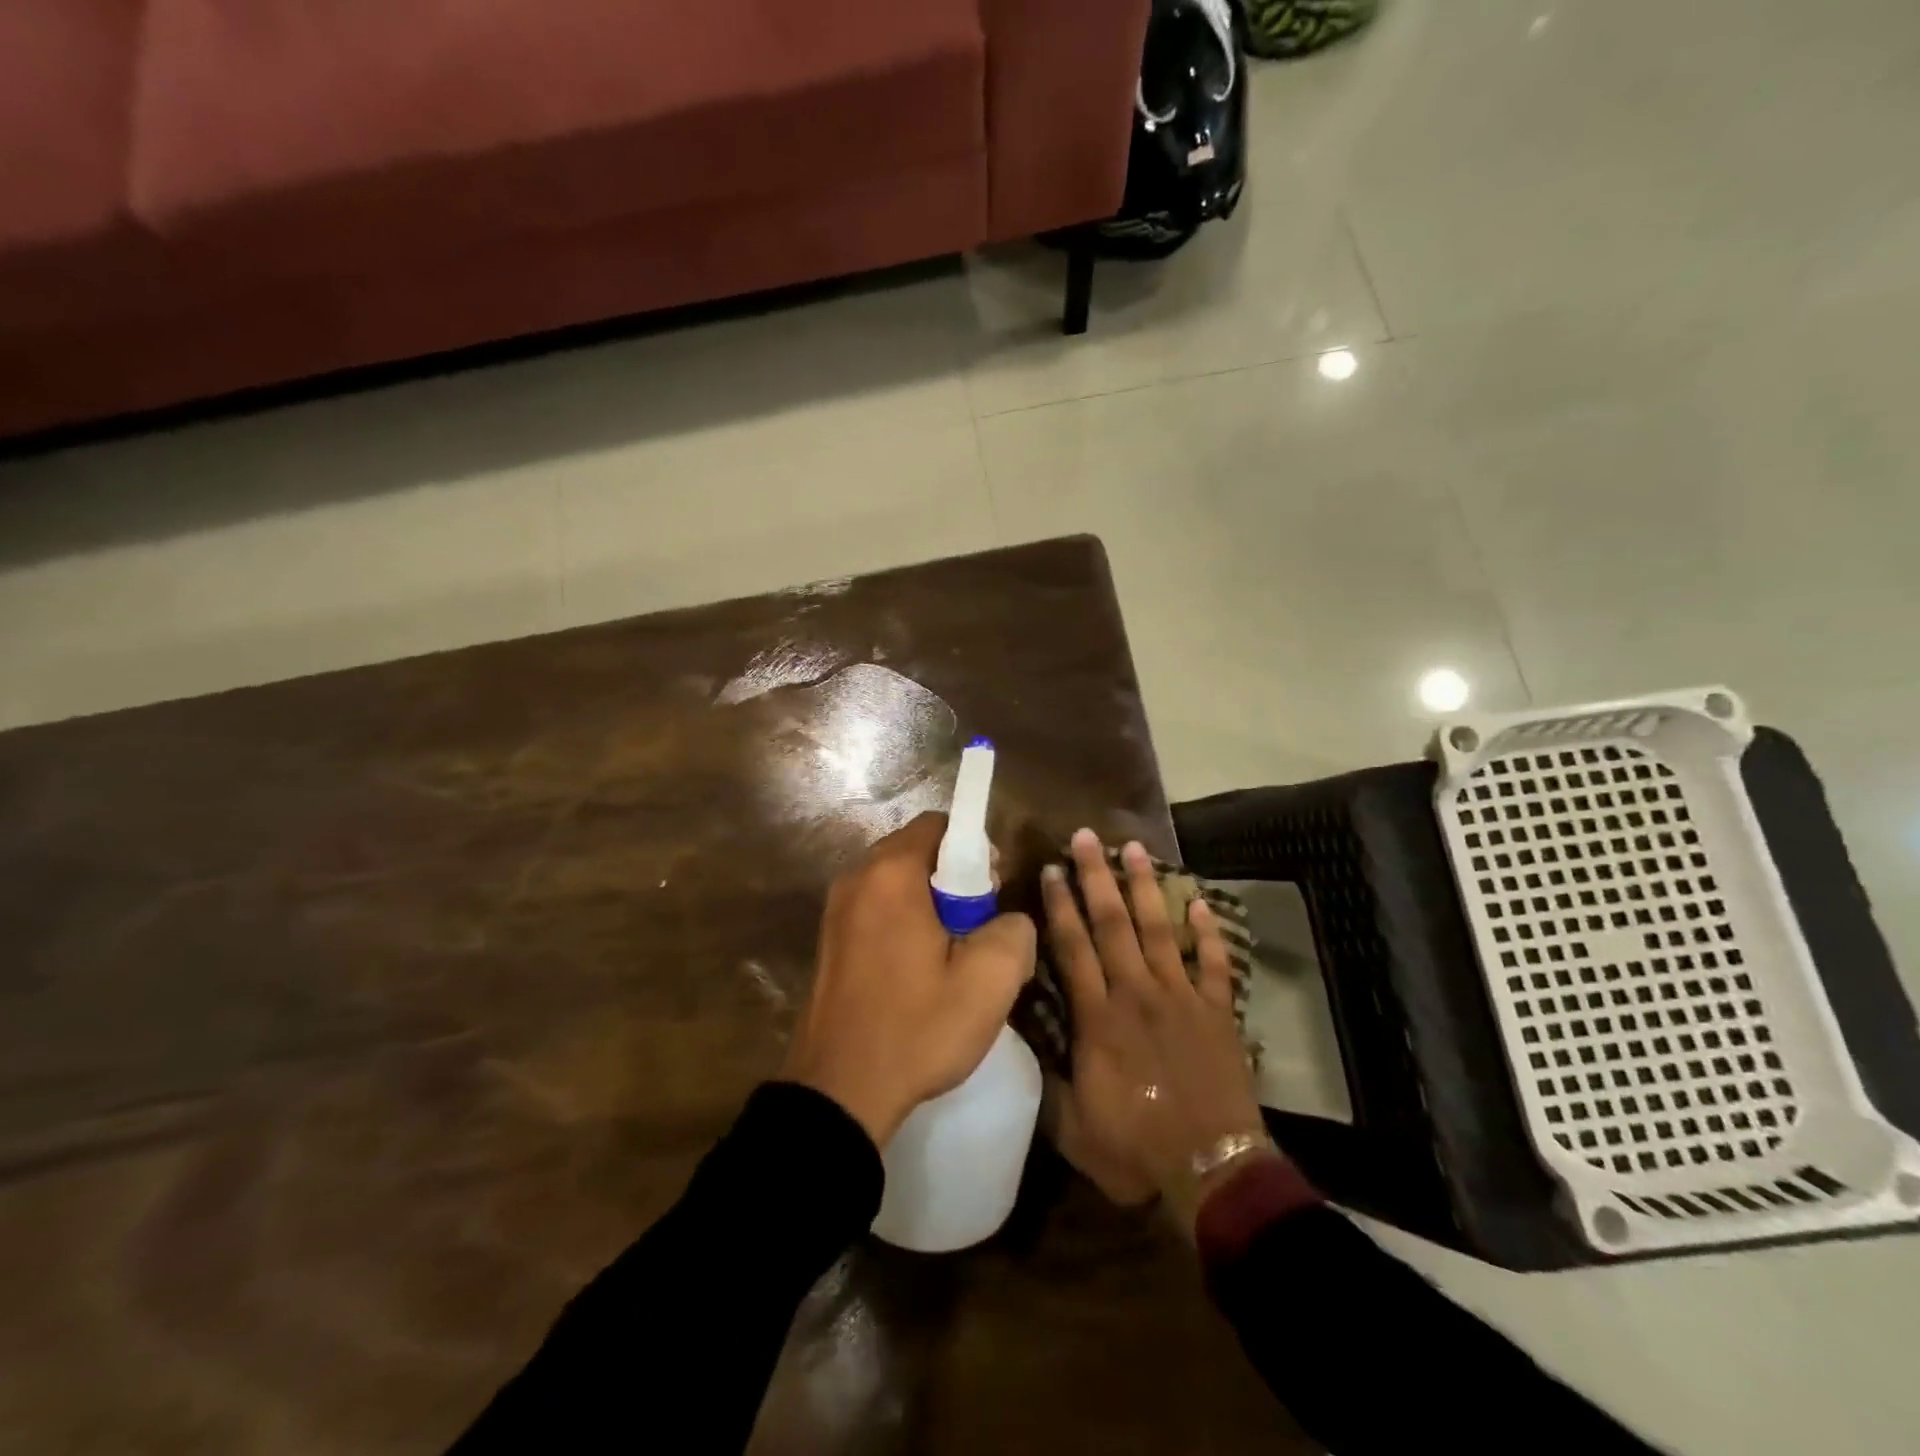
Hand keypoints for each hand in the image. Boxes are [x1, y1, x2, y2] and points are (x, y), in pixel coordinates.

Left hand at [782, 813, 1035, 1148]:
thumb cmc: (916, 1028)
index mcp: (891, 873)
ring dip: (928, 903)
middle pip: (916, 851)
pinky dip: (902, 922)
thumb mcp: (990, 981)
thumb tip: (1007, 920)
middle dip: (953, 878)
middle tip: (976, 927)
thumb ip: (1015, 929)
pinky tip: (916, 971)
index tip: (992, 892)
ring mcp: (835, 909)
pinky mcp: (828, 939)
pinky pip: (875, 909)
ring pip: (896, 882)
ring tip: (949, 955)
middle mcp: (856, 878)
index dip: (975, 849)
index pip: (939, 825)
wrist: (838, 1092)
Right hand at [1040, 830, 1273, 1226]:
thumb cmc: (1137, 1149)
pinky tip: (1200, 901)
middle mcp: (1137, 993)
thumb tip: (1023, 1043)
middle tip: (1086, 836)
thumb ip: (1048, 1080)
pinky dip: (1209, 931)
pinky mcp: (1217, 1011)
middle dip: (1096, 876)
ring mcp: (1182, 998)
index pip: (1073, 947)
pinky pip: (1214, 962)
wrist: (1214, 1170)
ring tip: (1134, 847)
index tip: (1051, 869)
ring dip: (1144, 887)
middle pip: (1112, 923)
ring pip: (1159, 929)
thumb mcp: (1073, 1127)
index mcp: (1099, 1017)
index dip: (1060, 906)